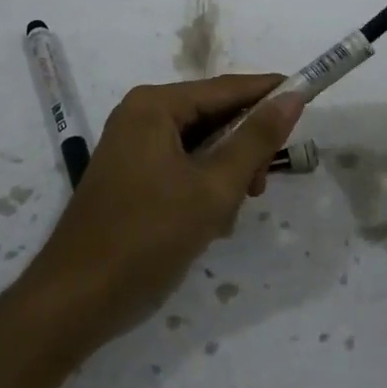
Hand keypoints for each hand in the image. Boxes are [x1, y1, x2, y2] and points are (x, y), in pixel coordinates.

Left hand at [25, 75, 305, 353]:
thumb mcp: (214, 188)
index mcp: (155, 106)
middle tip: (261, 187)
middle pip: (213, 117)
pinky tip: (208, 223)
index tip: (309, 98)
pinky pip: (182, 167)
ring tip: (228, 215)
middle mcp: (141, 116)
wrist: (77, 299)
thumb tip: (292, 96)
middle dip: (243, 150)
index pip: (227, 88)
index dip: (269, 93)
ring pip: (201, 147)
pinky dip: (203, 188)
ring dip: (224, 176)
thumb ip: (256, 139)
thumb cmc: (148, 236)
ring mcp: (132, 147)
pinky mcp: (131, 177)